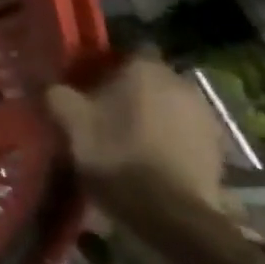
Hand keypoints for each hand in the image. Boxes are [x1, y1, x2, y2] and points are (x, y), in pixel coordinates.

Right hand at [48, 56, 224, 213]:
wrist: (170, 214)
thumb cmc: (115, 153)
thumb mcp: (69, 119)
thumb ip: (55, 92)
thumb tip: (45, 80)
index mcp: (146, 69)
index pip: (129, 48)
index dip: (108, 62)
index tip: (89, 78)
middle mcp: (182, 84)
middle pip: (151, 78)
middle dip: (132, 89)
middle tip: (104, 107)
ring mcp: (206, 118)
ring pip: (170, 105)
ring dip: (153, 115)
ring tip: (127, 136)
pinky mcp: (219, 150)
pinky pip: (185, 133)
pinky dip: (170, 139)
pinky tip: (149, 157)